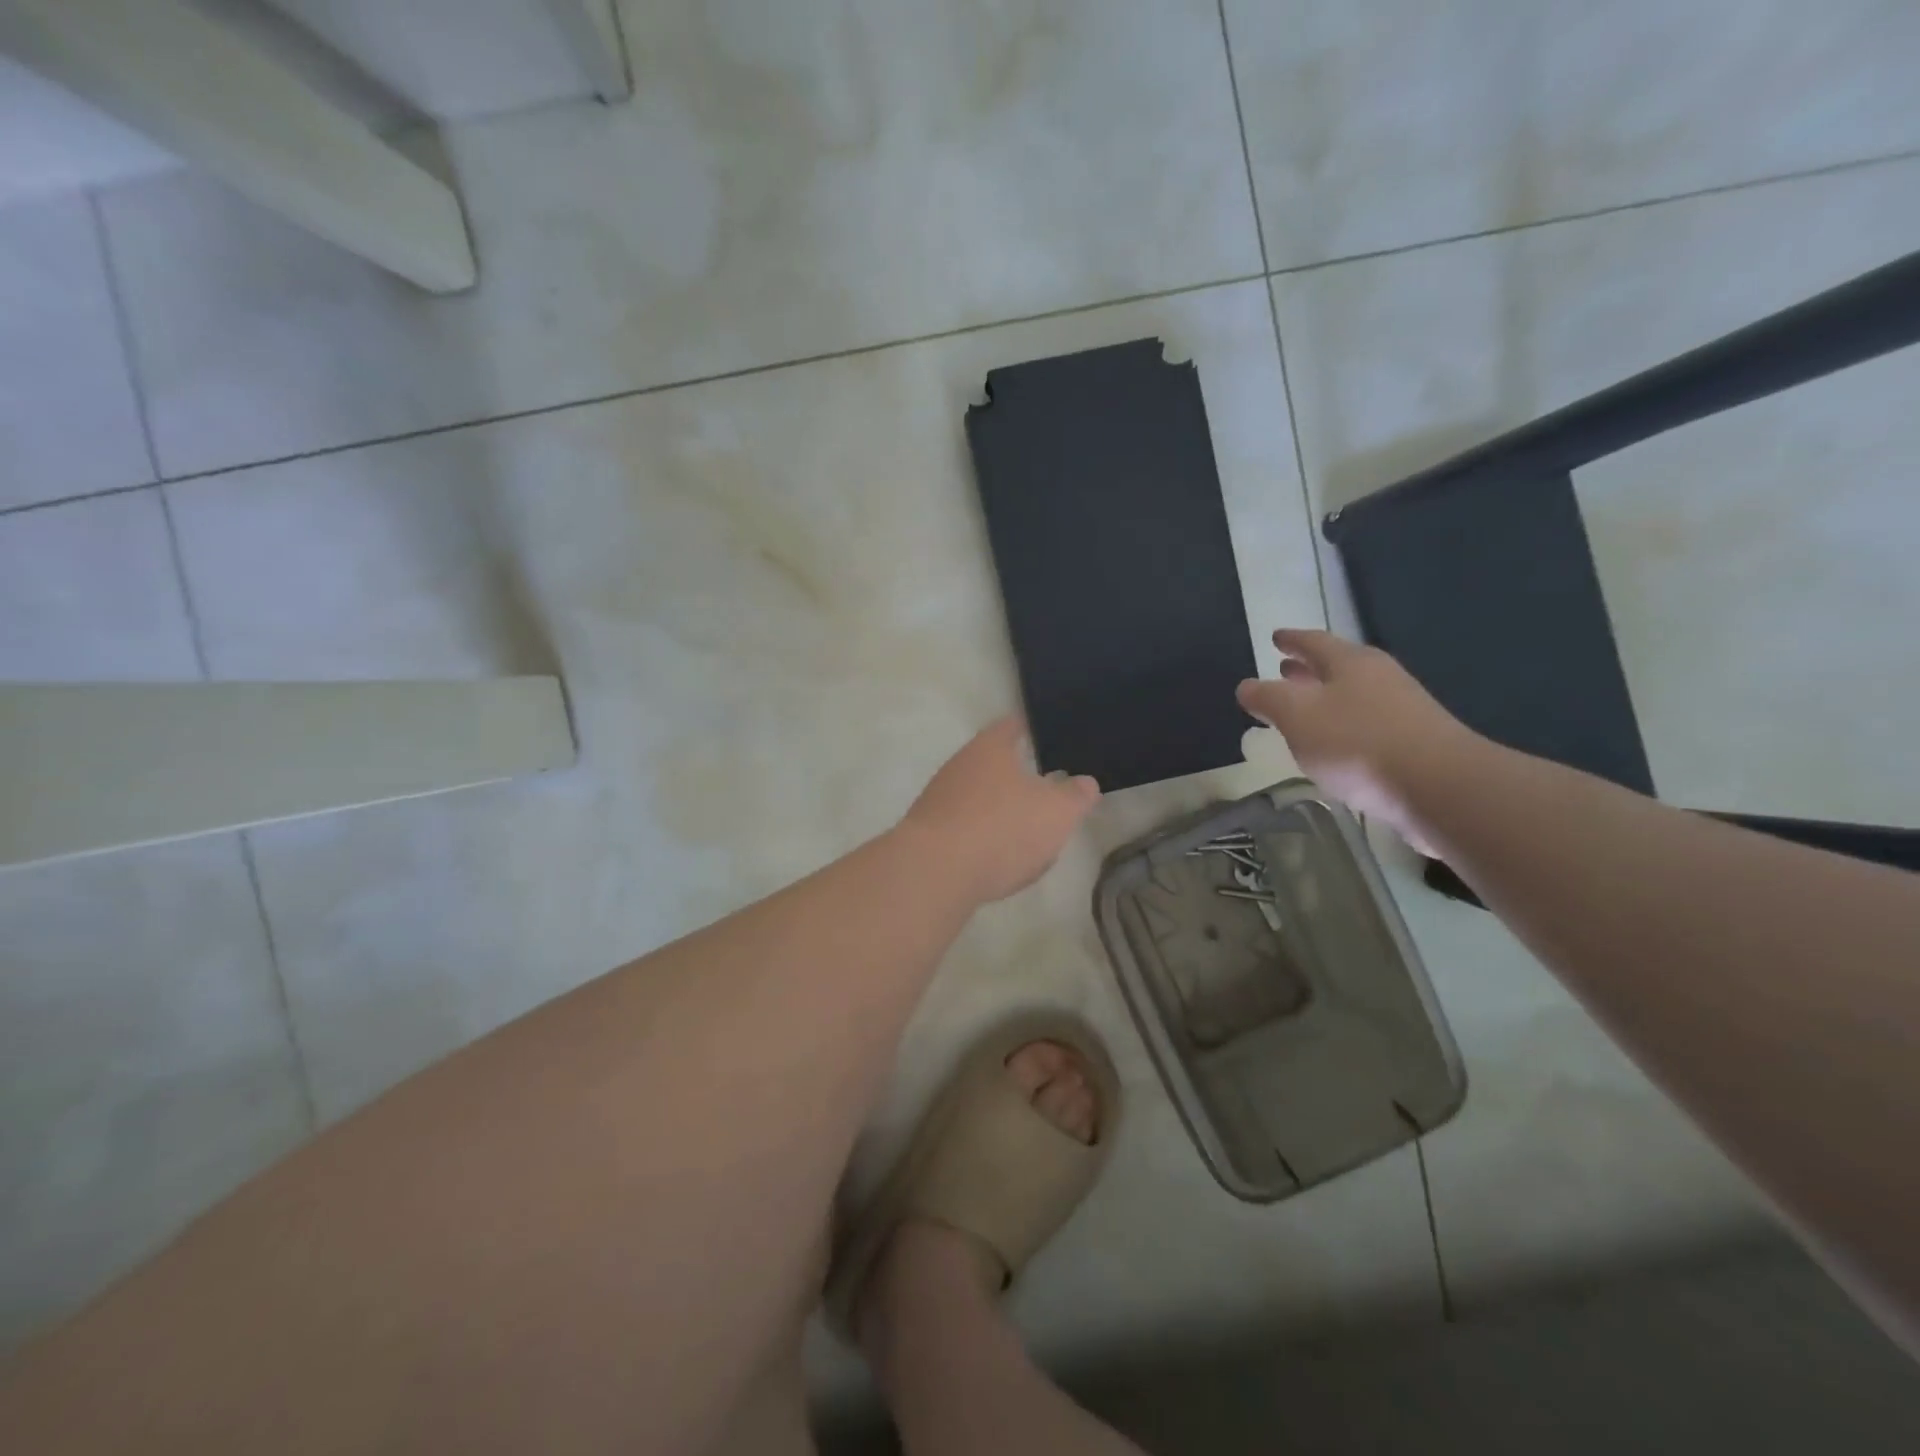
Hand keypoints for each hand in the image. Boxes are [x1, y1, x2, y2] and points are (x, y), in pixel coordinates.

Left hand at [900, 717, 1100, 902]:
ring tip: (1024, 830)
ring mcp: (937, 799)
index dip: (1030, 728)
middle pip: (991, 762)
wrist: (934, 872)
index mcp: (990, 748)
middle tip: (1043, 788)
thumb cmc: (1003, 829)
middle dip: (1015, 775)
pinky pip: (962, 828)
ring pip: (976, 797)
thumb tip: (1085, 782)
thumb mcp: (1057, 813)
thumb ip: (1075, 796)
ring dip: (997, 810)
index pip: (1012, 726)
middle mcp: (959, 765)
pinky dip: (980, 838)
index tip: (1045, 734)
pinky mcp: (927, 833)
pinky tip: (995, 860)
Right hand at [1236, 629, 1481, 856]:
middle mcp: (1379, 678)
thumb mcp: (1297, 716)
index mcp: (1351, 663)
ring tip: (1302, 709)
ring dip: (1324, 699)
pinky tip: (1333, 745)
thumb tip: (1247, 686)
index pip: (1314, 641)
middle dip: (1307, 669)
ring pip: (1352, 696)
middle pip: (1337, 667)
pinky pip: (1366, 724)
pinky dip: (1342, 726)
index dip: (1291, 639)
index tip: (1275, 637)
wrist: (1439, 787)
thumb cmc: (1358, 742)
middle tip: (1284, 669)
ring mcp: (1402, 710)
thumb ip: (1268, 699)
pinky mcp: (1413, 743)